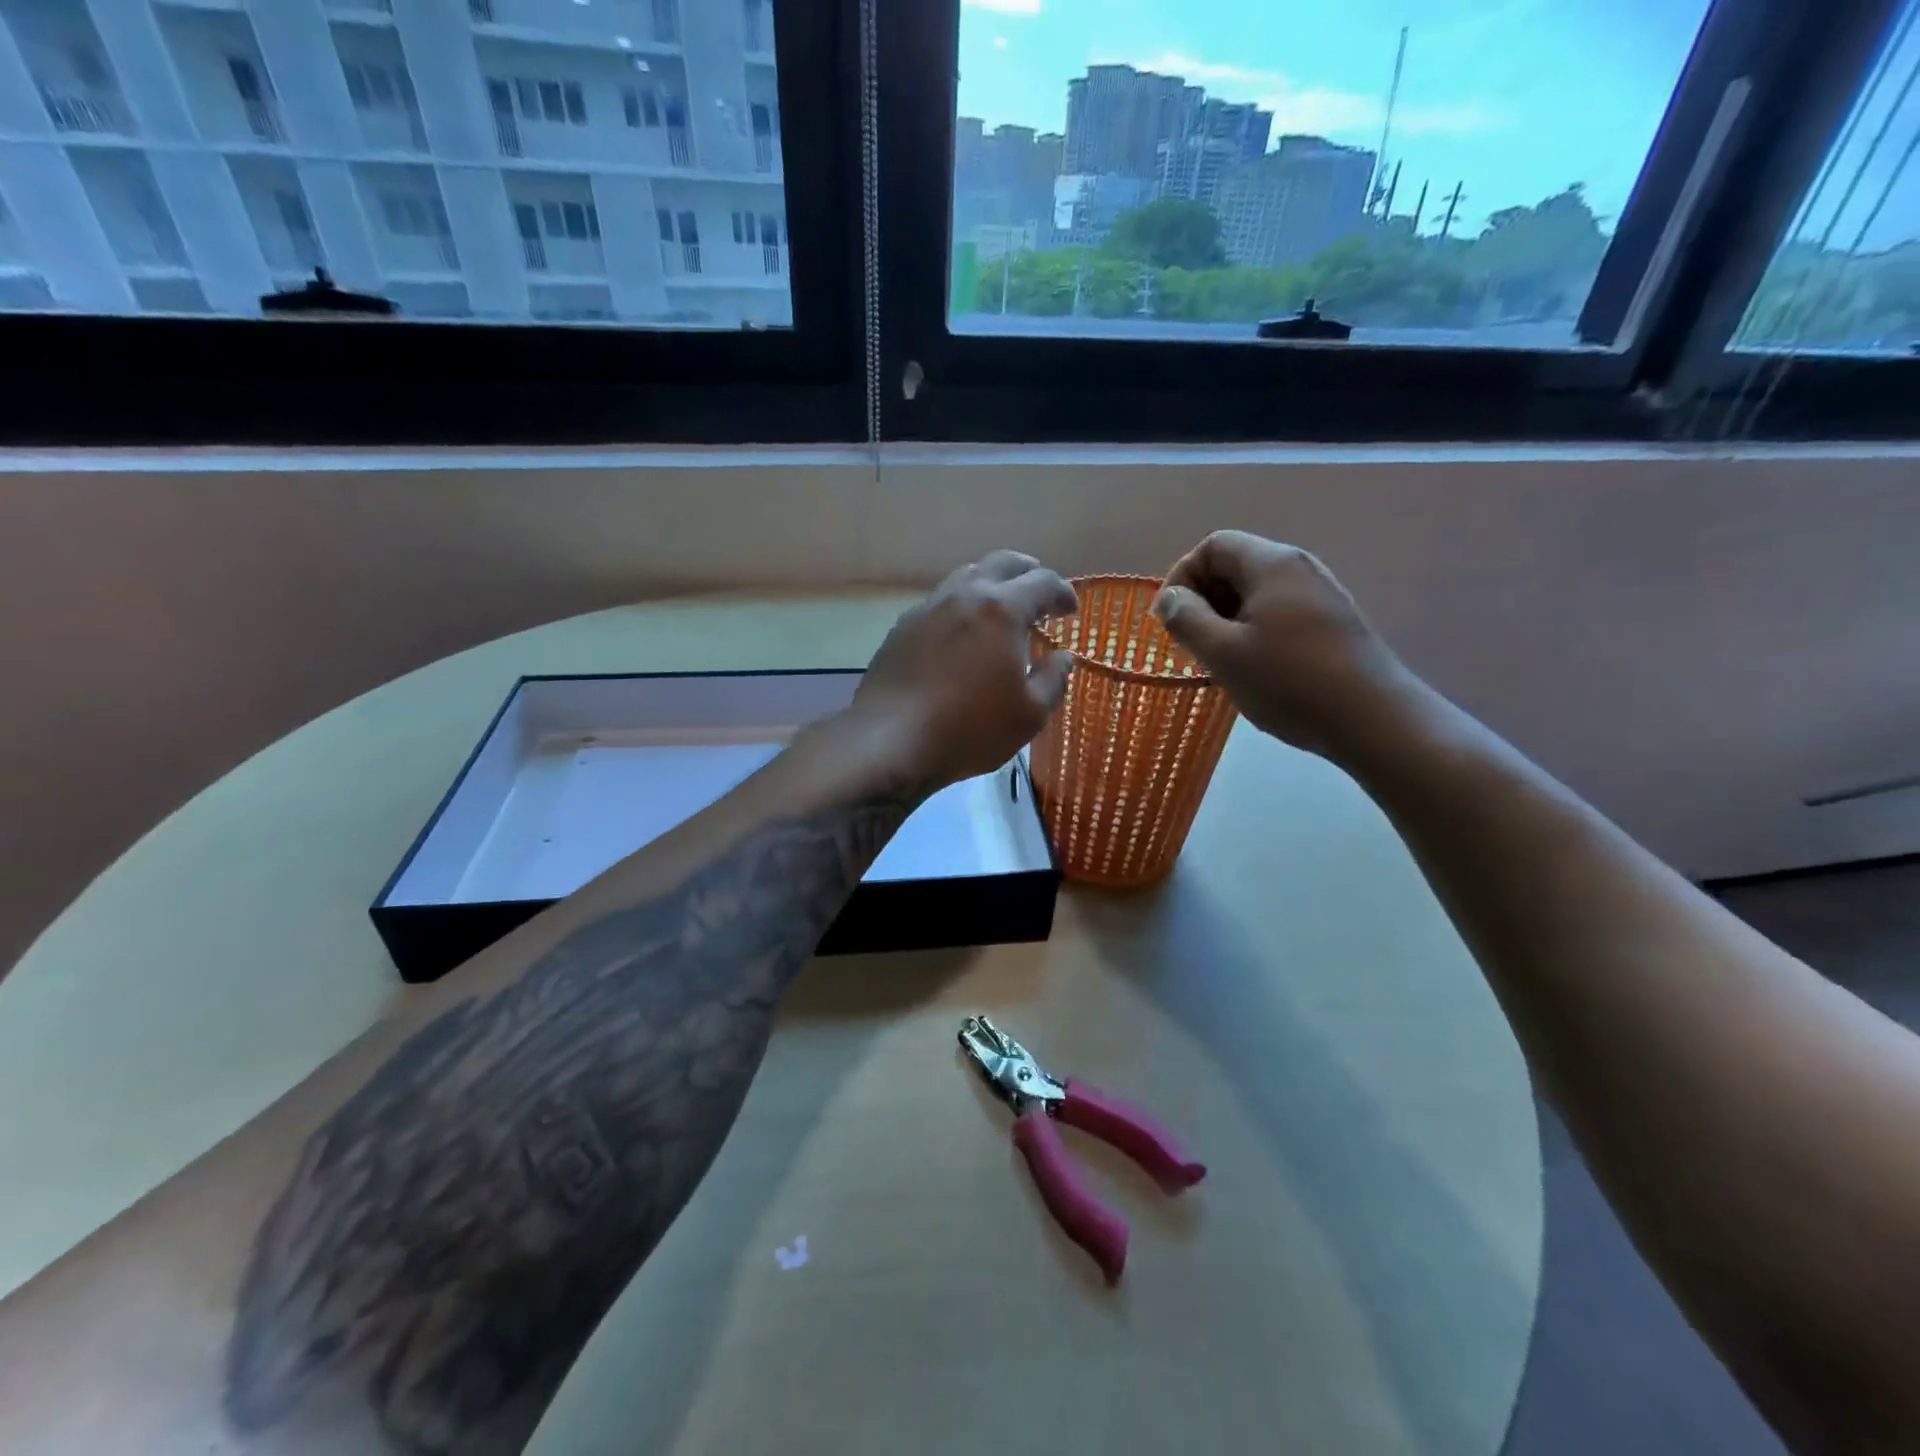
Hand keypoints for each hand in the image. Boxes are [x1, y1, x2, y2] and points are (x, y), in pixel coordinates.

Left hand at [852, 551, 1077, 787]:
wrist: (890, 741)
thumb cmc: (970, 729)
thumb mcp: (1029, 715)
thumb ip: (1053, 679)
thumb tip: (1063, 657)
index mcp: (1002, 610)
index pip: (1043, 582)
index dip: (1063, 593)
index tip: (1070, 611)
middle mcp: (964, 596)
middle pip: (1002, 563)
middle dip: (1028, 572)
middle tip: (1039, 593)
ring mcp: (927, 608)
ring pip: (965, 576)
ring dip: (990, 584)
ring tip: (999, 610)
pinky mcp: (901, 628)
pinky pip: (938, 603)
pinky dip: (959, 607)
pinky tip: (959, 634)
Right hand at [1152, 531, 1418, 761]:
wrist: (1372, 719)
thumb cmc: (1289, 682)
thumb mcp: (1222, 652)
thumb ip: (1186, 618)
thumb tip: (1170, 597)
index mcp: (1272, 564)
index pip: (1213, 546)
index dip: (1182, 576)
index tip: (1169, 619)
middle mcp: (1299, 568)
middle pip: (1235, 565)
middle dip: (1203, 600)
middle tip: (1190, 644)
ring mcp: (1320, 595)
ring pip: (1256, 593)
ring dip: (1225, 620)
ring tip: (1218, 662)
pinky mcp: (1332, 623)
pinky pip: (1279, 613)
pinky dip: (1253, 631)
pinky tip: (1253, 670)